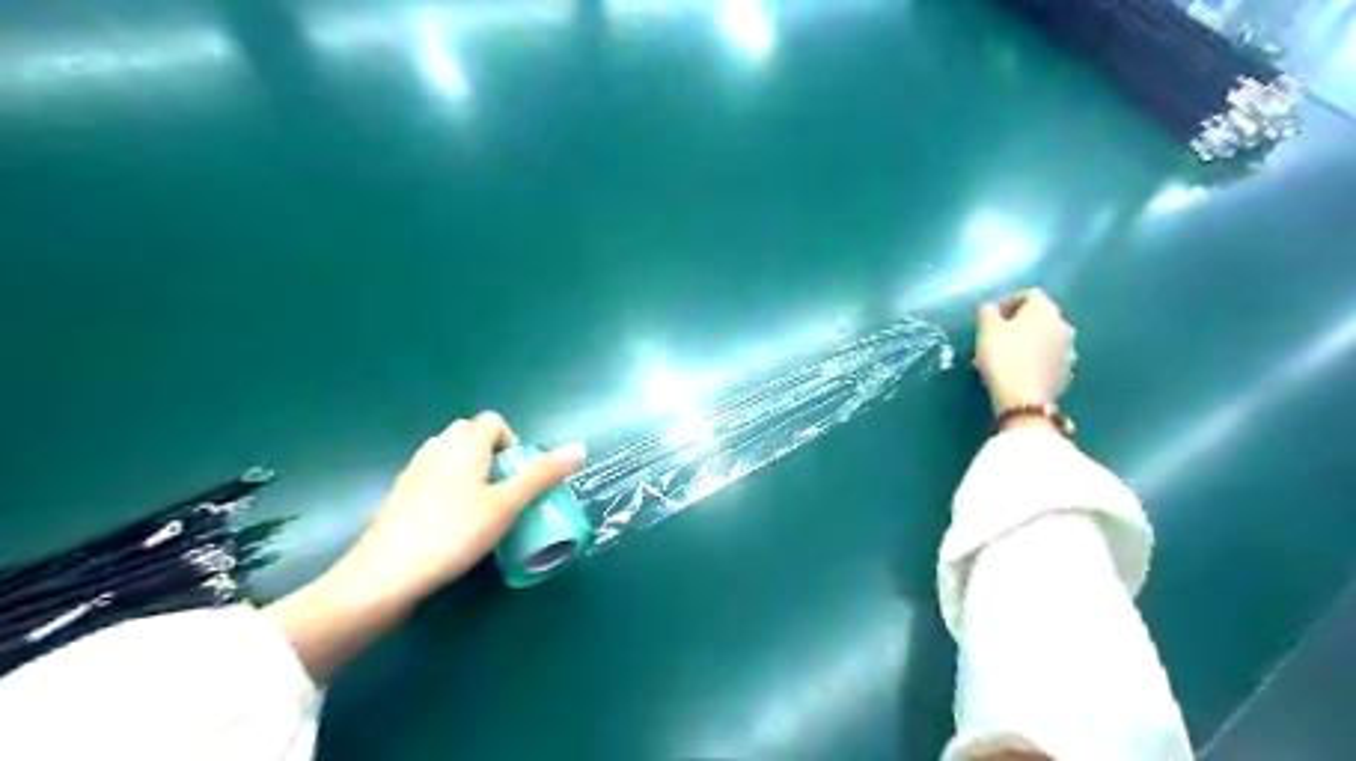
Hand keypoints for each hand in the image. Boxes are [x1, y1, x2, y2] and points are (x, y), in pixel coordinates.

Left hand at [327, 414, 589, 609]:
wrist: (385, 576)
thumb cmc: (454, 533)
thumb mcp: (507, 505)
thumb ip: (542, 475)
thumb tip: (579, 447)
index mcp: (464, 445)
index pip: (492, 421)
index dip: (511, 441)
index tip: (518, 474)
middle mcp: (437, 450)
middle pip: (468, 434)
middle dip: (490, 452)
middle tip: (503, 489)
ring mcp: (413, 473)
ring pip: (448, 455)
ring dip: (468, 469)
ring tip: (480, 505)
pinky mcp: (398, 498)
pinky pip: (431, 478)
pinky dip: (447, 487)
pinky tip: (452, 522)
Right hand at [969, 289, 1076, 417]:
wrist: (1024, 398)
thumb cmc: (1003, 357)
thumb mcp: (986, 330)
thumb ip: (987, 312)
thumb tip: (990, 307)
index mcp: (1044, 309)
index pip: (1029, 294)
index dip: (1008, 301)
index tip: (991, 316)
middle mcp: (1063, 324)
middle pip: (1040, 316)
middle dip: (1020, 322)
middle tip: (997, 335)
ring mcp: (1069, 349)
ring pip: (1047, 337)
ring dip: (1030, 341)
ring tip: (1008, 354)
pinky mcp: (1068, 371)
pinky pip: (1050, 358)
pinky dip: (1037, 359)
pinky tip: (1021, 370)